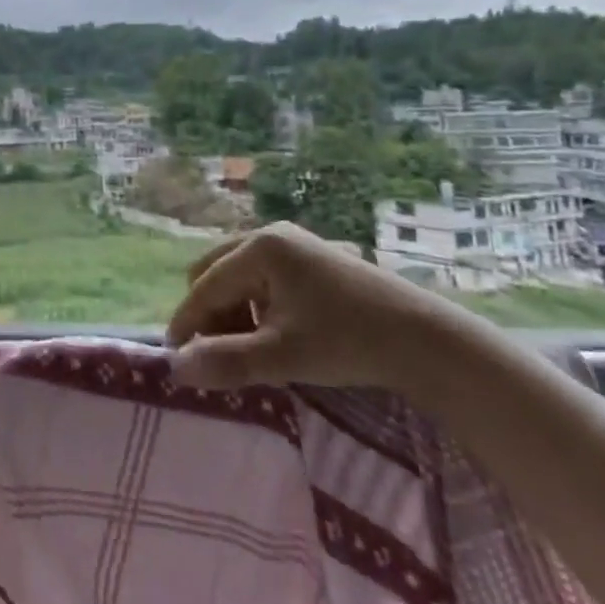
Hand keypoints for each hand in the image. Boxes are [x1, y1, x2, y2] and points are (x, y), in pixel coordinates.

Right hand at [164, 222, 476, 394]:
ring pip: (238, 276)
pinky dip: (255, 305)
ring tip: (248, 349)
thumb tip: (176, 369)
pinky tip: (274, 334)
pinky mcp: (312, 258)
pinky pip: (262, 277)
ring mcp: (294, 243)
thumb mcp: (283, 356)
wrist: (429, 341)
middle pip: (214, 273)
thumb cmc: (350, 342)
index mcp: (260, 247)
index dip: (186, 323)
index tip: (175, 358)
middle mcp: (271, 234)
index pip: (205, 286)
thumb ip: (226, 361)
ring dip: (232, 311)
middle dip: (209, 314)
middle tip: (216, 354)